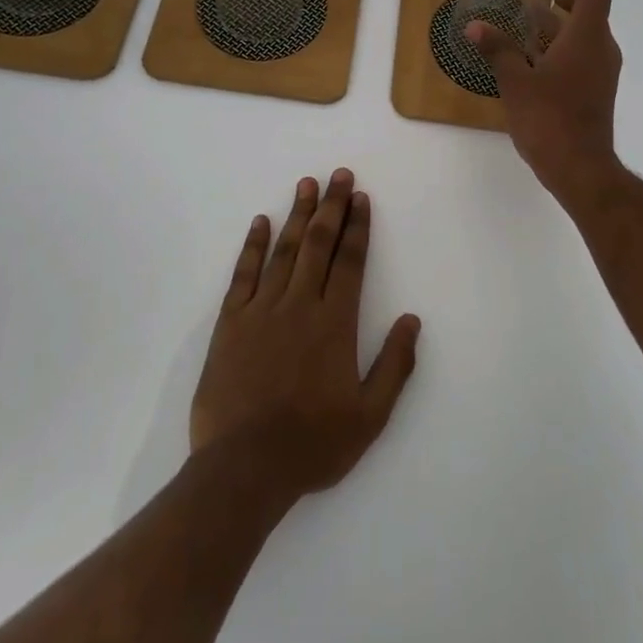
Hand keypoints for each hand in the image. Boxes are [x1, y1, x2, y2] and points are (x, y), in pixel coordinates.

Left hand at [190, 169, 420, 502]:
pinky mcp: (231, 322)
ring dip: (297, 215)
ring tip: (306, 184)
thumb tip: (412, 320)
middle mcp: (300, 305)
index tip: (362, 198)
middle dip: (332, 206)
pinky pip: (244, 274)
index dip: (358, 227)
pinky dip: (253, 246)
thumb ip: (395, 366)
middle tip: (339, 175)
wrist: (244, 467)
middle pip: (318, 244)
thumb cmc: (313, 444)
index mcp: (335, 323)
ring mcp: (262, 310)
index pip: (351, 262)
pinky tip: (261, 222)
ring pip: (284, 250)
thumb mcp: (370, 416)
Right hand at [466, 0, 623, 202]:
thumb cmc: (550, 119)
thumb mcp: (516, 82)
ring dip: (559, 21)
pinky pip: (581, 54)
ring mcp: (601, 72)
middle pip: (590, 9)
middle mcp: (601, 49)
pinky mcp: (595, 91)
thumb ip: (497, 50)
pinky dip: (561, 44)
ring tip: (525, 18)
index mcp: (587, 37)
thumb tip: (474, 27)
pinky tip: (531, 55)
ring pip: (584, 34)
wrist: (581, 169)